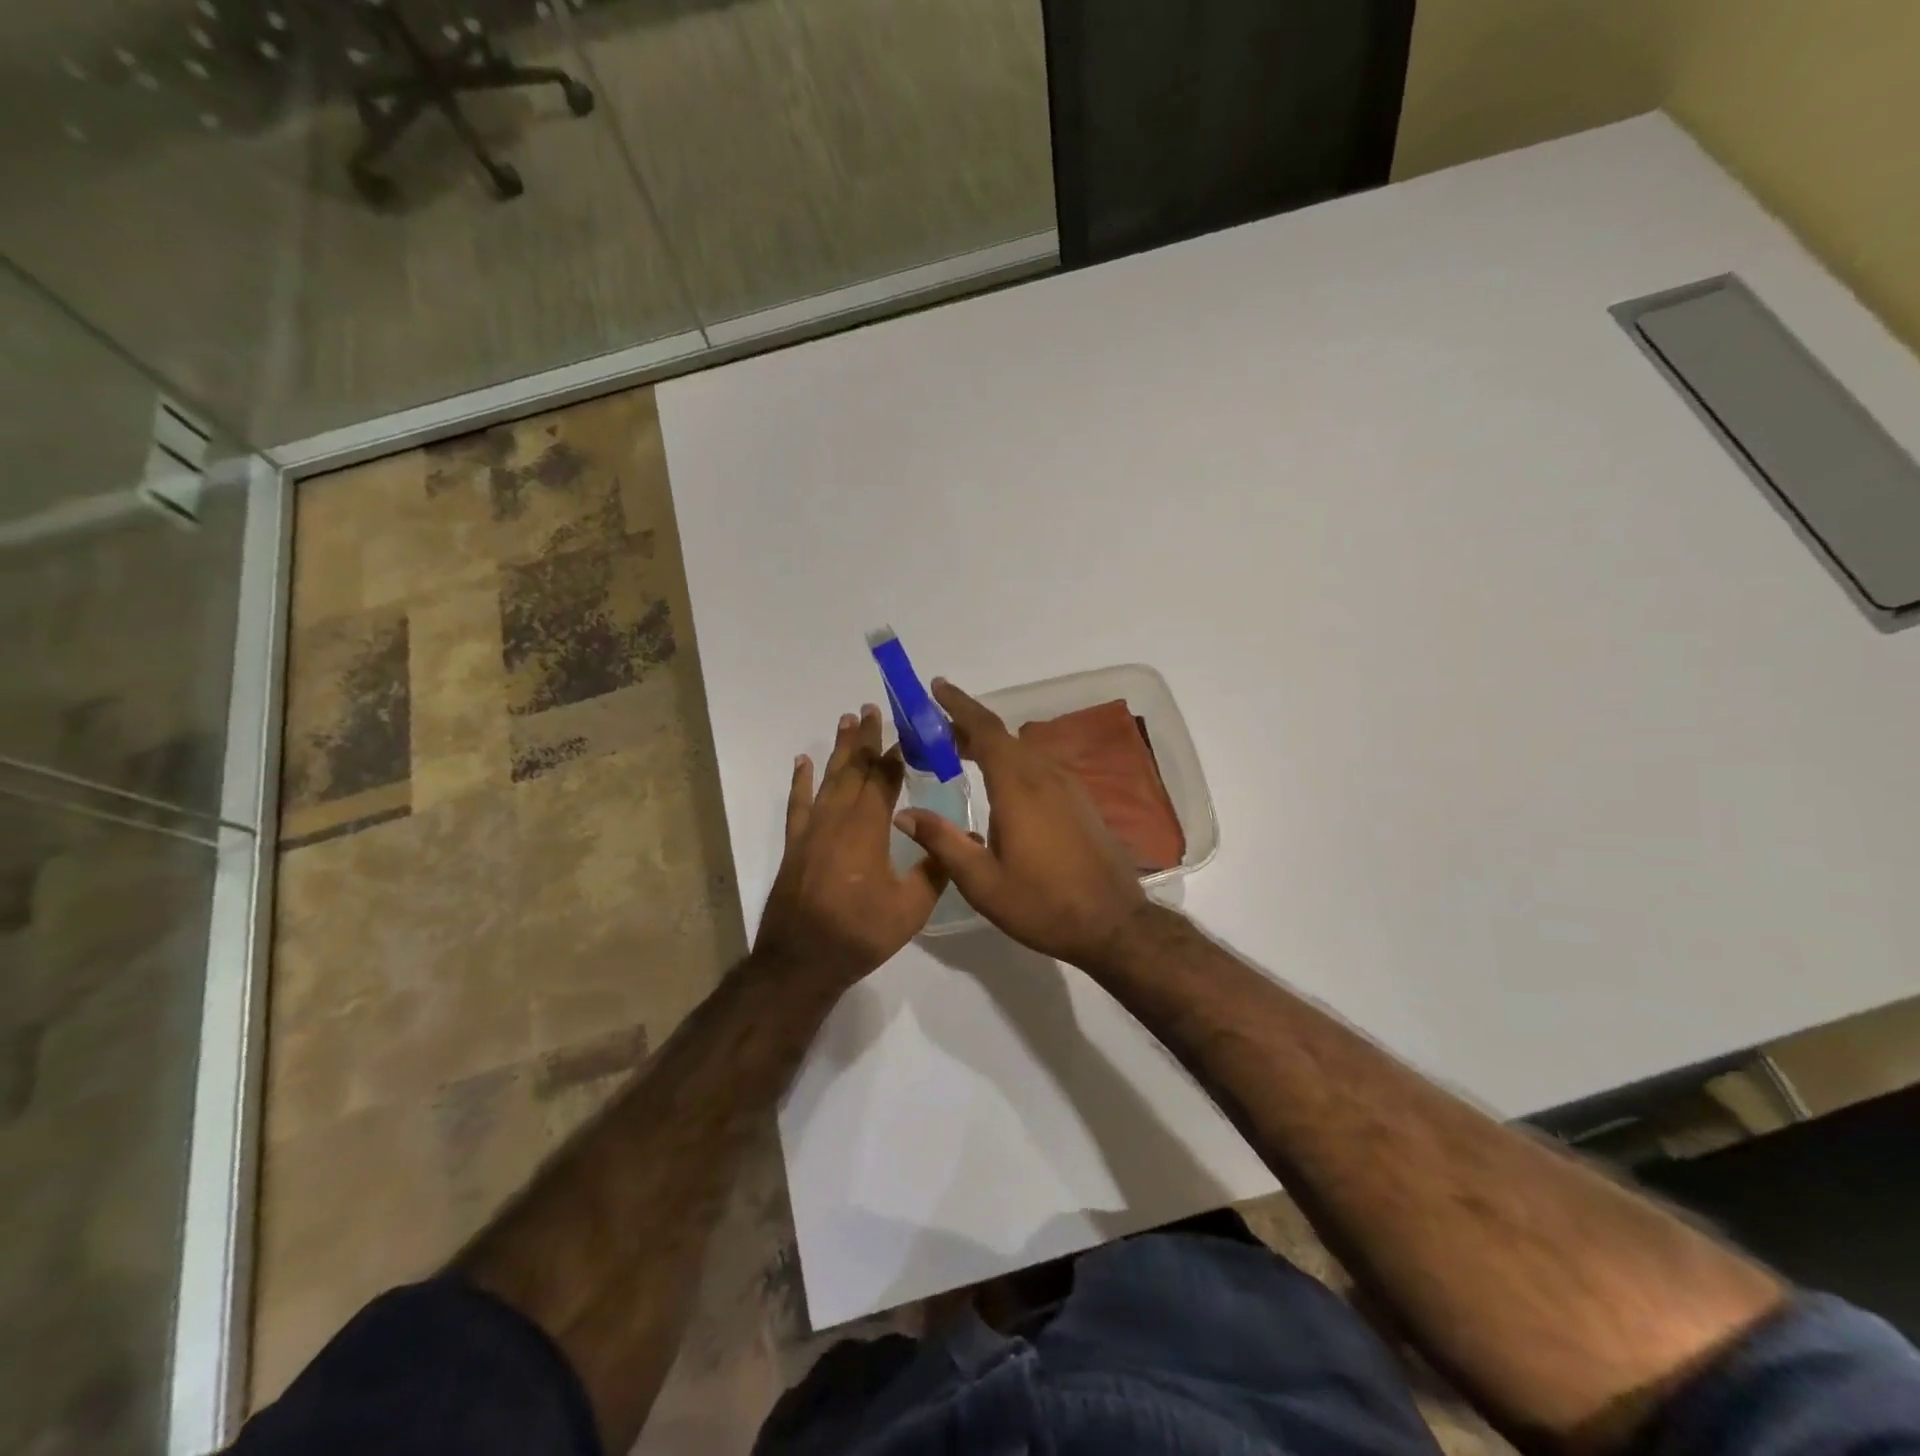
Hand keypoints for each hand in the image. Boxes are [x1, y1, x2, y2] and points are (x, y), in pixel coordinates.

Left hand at [754, 704, 947, 986]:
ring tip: (847, 721)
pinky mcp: (795, 844)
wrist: (800, 960)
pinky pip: (798, 803)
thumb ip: (936, 869)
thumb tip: (966, 839)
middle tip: (872, 709)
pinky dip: (801, 780)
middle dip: (867, 739)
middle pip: (855, 768)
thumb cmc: (860, 933)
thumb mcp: (910, 908)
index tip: (908, 731)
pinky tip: (803, 762)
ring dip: (839, 749)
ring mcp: (812, 829)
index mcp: (868, 828)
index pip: (885, 779)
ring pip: (828, 778)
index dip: (897, 754)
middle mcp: (838, 818)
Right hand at [894, 679, 1147, 966]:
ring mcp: (1068, 787)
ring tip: (958, 754)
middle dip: (967, 726)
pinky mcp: (1080, 801)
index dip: (959, 706)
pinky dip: (1012, 762)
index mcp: (1018, 788)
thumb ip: (943, 842)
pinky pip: (1039, 767)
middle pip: (1002, 737)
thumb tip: (905, 814)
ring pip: (1023, 751)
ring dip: (990, 745)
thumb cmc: (1043, 904)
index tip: (936, 688)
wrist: (1113, 923)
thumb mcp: (983, 882)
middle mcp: (1045, 776)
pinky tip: (1000, 784)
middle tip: (934, 730)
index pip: (985, 731)